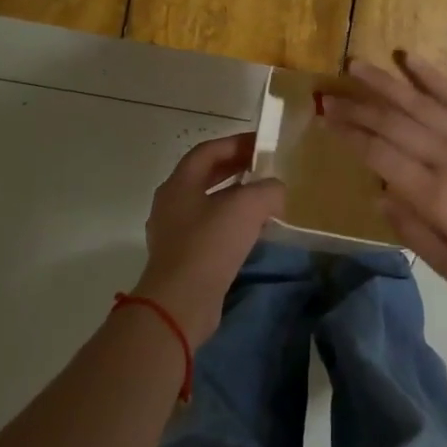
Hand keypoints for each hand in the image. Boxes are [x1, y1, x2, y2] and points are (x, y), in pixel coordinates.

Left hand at [135, 133, 284, 342]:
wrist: (180, 302)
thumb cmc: (210, 244)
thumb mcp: (248, 206)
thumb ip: (268, 189)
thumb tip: (275, 190)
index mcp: (179, 183)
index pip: (209, 151)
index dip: (236, 143)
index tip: (262, 144)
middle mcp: (171, 203)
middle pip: (205, 176)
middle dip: (236, 169)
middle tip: (265, 169)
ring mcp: (172, 233)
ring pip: (207, 205)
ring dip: (234, 199)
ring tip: (263, 201)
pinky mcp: (181, 258)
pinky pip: (208, 231)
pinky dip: (230, 224)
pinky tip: (252, 234)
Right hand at [322, 54, 446, 297]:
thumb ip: (414, 234)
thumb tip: (381, 195)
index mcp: (436, 195)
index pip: (380, 155)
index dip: (349, 134)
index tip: (325, 118)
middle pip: (393, 123)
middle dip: (356, 106)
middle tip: (328, 93)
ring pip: (419, 102)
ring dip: (384, 82)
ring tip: (356, 64)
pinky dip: (431, 75)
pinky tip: (410, 58)